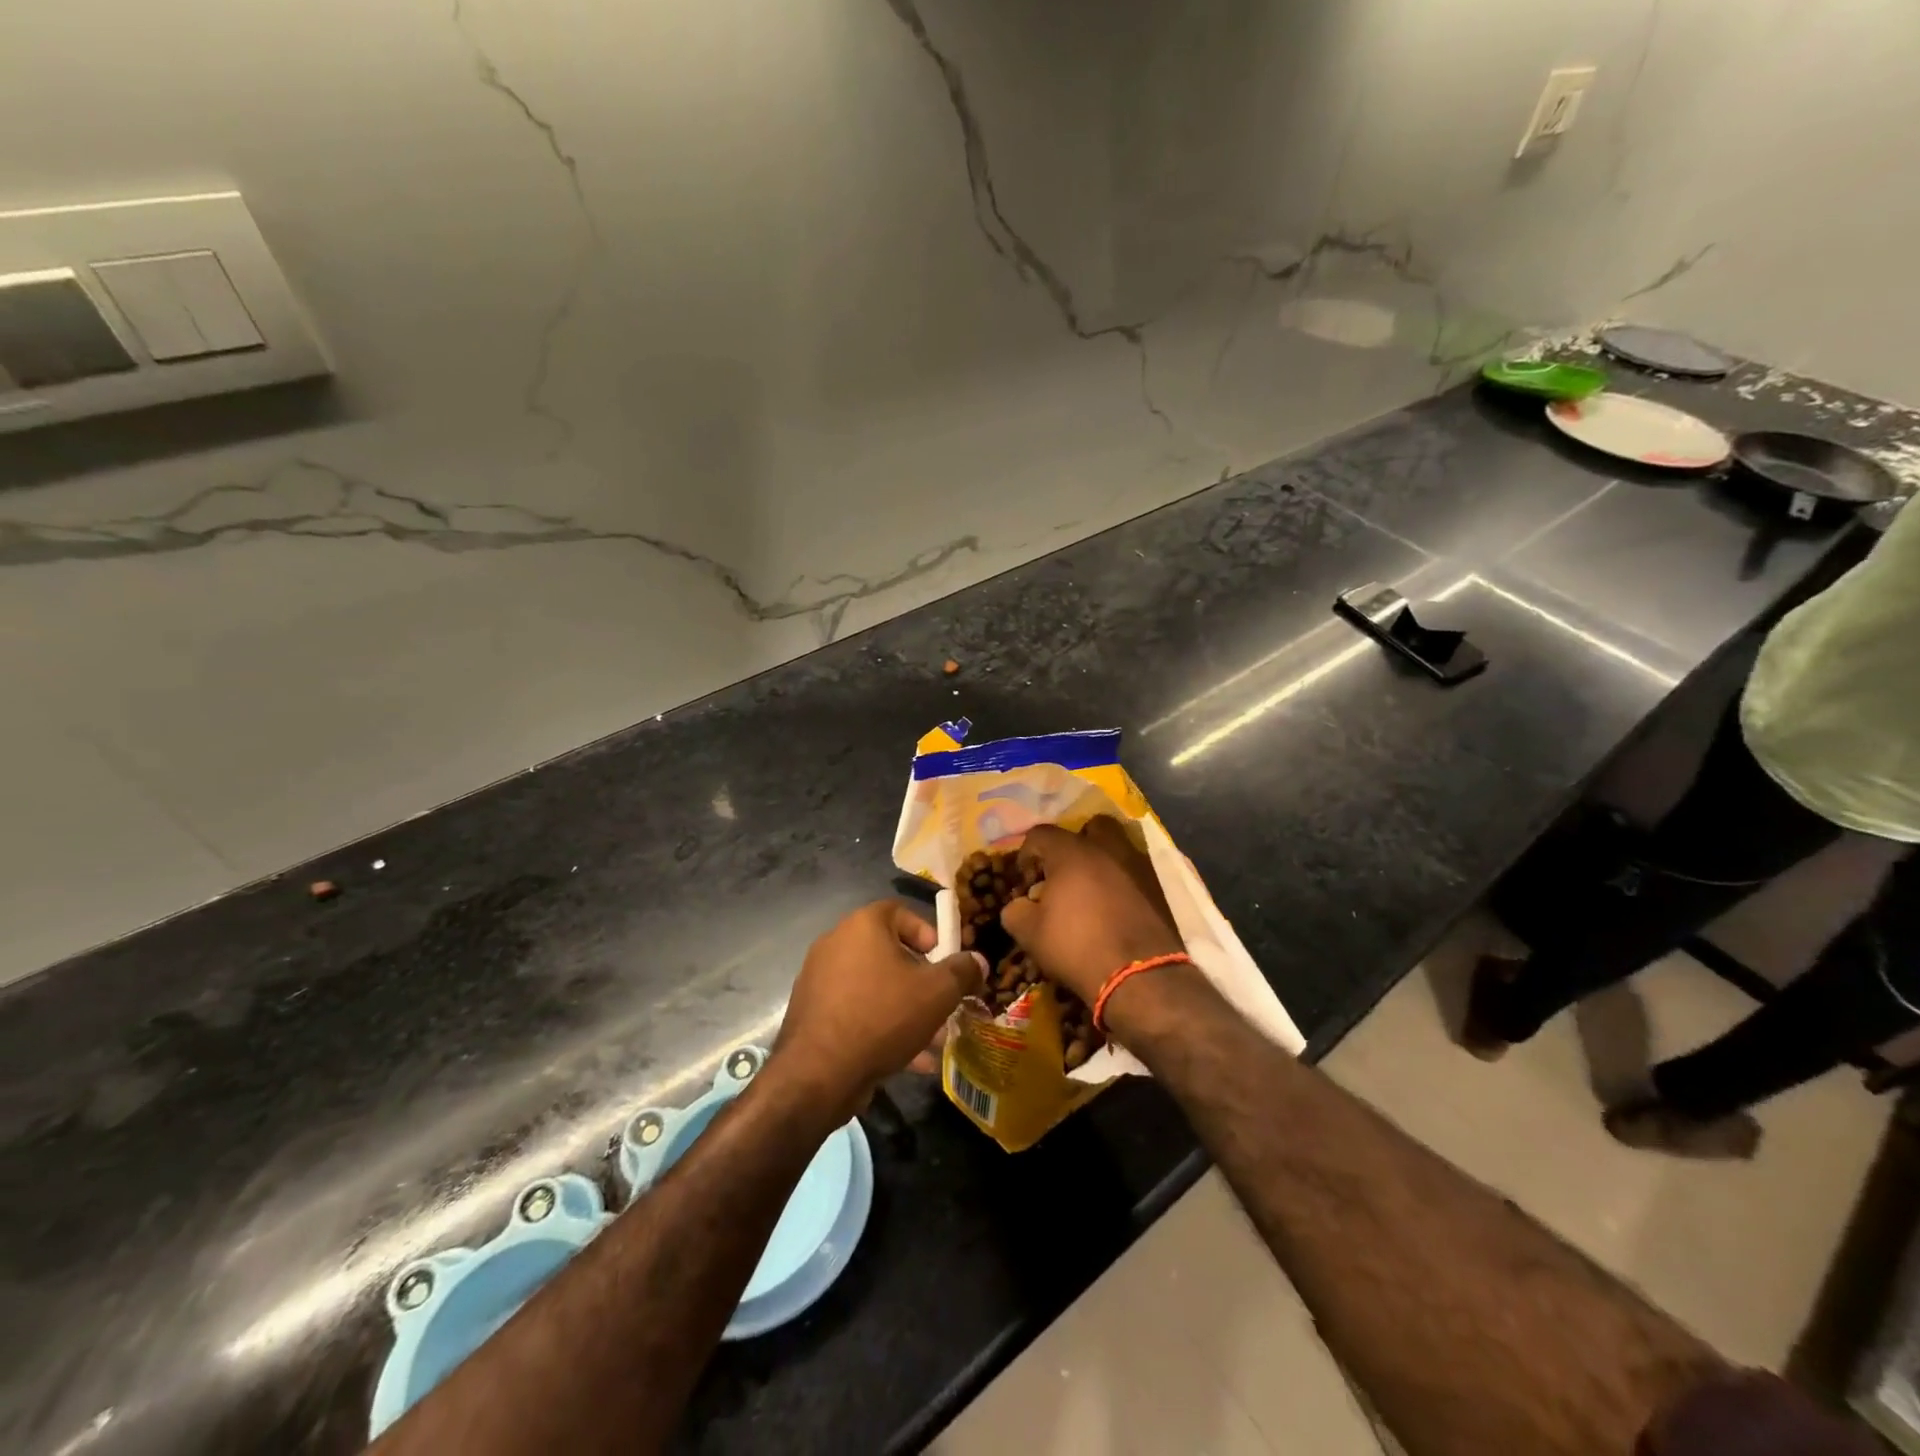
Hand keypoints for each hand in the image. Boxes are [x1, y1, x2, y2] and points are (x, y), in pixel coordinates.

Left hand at [774, 901, 985, 1118]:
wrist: (818, 1073)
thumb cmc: (882, 1016)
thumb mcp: (936, 992)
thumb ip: (962, 972)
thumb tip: (978, 961)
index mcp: (862, 925)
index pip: (900, 912)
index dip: (928, 934)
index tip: (945, 962)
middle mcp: (836, 943)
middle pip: (890, 954)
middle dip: (922, 982)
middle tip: (943, 1006)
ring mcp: (820, 979)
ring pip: (876, 988)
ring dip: (907, 1010)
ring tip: (934, 1042)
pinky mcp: (813, 1013)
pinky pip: (857, 1011)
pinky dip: (883, 1027)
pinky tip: (910, 1061)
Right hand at [1000, 817, 1184, 1006]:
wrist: (1139, 975)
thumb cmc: (1077, 947)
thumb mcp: (1030, 934)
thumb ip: (1016, 911)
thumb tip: (1019, 905)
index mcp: (1071, 852)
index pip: (1040, 834)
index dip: (1027, 854)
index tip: (1026, 880)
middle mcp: (1107, 848)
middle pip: (1090, 826)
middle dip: (1076, 842)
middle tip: (1065, 871)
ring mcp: (1138, 865)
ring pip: (1118, 846)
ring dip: (1103, 860)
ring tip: (1092, 889)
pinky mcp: (1159, 887)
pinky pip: (1136, 871)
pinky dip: (1123, 880)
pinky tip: (1114, 906)